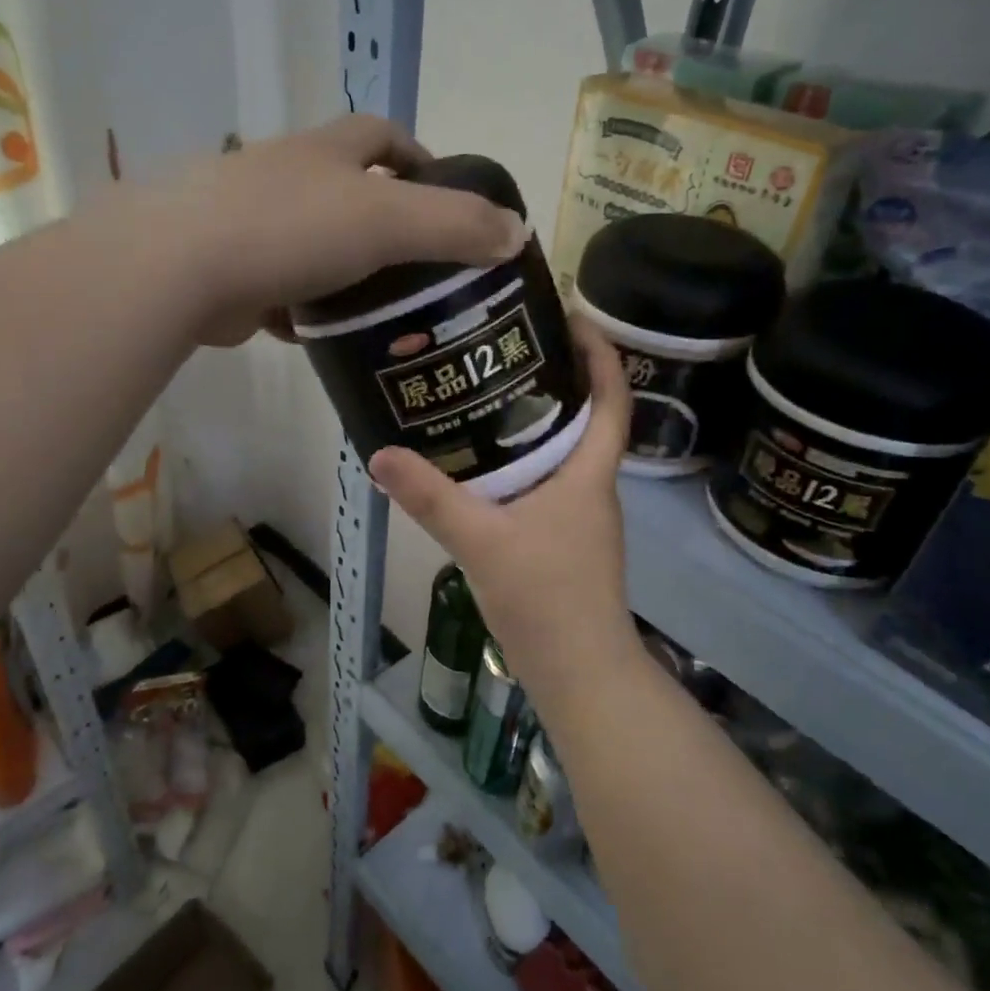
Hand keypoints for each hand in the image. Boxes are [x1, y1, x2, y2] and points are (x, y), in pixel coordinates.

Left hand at [165, 115, 525, 344]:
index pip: (383, 136)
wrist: (180, 267)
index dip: (420, 158)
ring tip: (385, 314)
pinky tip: (327, 338)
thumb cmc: (292, 228)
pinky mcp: (230, 271)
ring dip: (347, 273)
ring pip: (315, 246)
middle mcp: (288, 177)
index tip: (447, 197)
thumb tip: (518, 232)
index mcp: (327, 153)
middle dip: (386, 224)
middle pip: (349, 192)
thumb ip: (457, 225)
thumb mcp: (389, 221)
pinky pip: (282, 289)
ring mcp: (252, 223)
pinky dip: (307, 310)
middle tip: (424, 272)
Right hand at [370, 319, 640, 700]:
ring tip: (483, 395)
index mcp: (588, 475)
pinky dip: (518, 463)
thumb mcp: (481, 541)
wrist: (579, 673)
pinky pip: (543, 484)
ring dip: (532, 422)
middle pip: (582, 418)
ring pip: (559, 453)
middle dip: (554, 379)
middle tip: (504, 349)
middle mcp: (591, 488)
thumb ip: (430, 497)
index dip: (600, 355)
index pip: (611, 401)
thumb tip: (379, 454)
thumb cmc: (547, 599)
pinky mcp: (562, 540)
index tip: (573, 317)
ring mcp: (578, 517)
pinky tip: (480, 466)